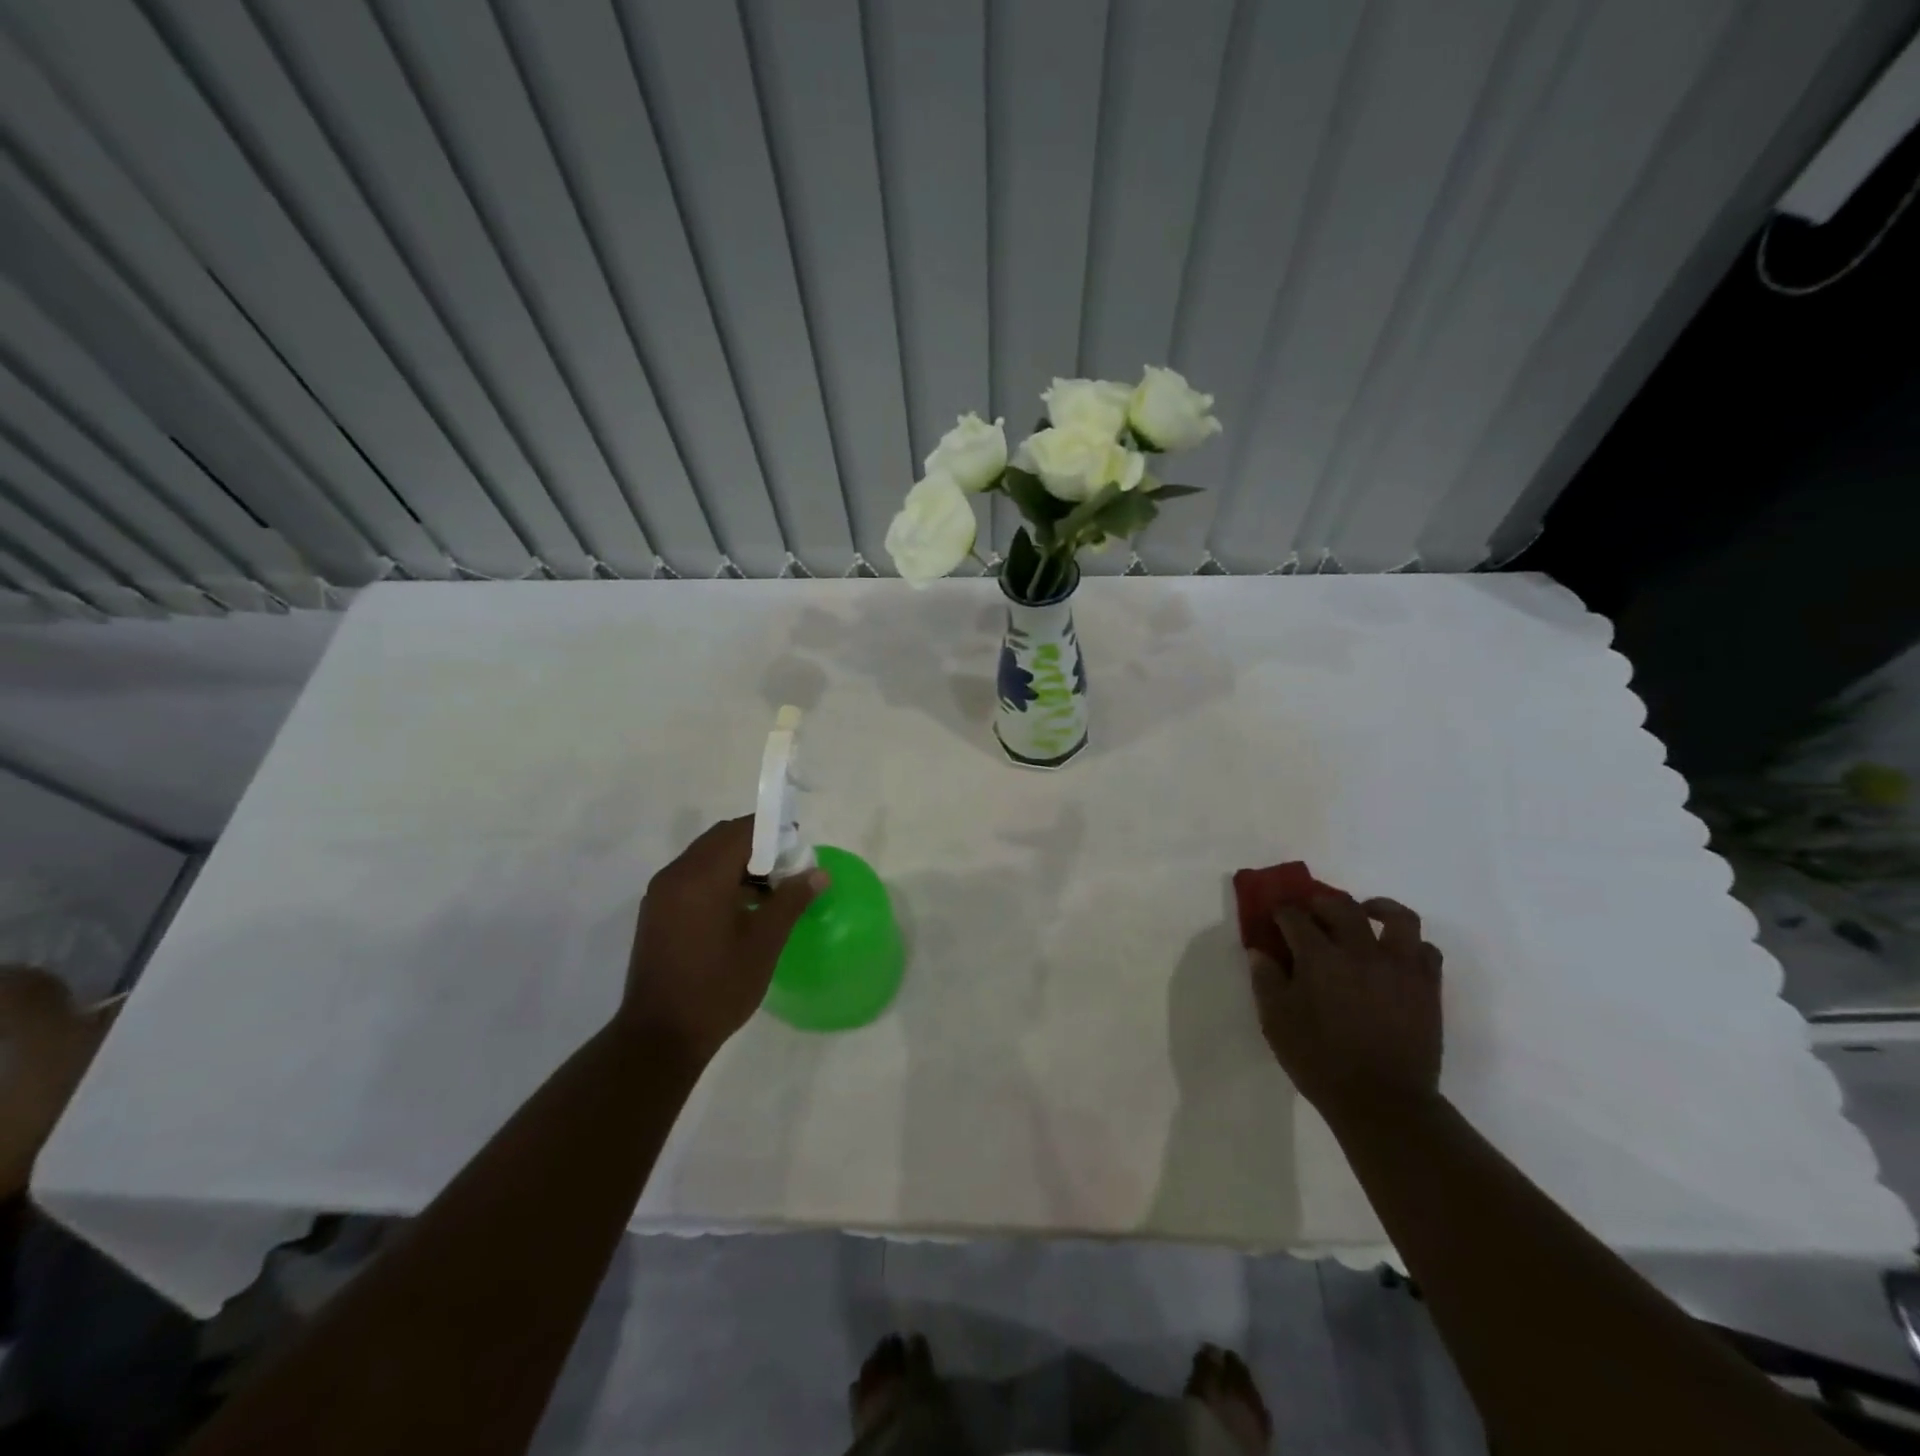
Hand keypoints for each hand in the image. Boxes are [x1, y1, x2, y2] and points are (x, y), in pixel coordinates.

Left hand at [621, 817, 825, 1062]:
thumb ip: (791, 900)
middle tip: (788, 869)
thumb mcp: (764, 943)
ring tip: (769, 892)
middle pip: (721, 839)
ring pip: (705, 857)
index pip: (742, 831)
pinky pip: (691, 878)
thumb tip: (818, 873)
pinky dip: (718, 879)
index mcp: (701, 877)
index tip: (798, 848)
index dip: (773, 831)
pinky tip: (740, 909)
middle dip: (757, 845)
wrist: (660, 1036)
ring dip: (738, 863)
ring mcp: (661, 893)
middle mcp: (675, 875)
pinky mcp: (656, 912)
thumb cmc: (718, 987)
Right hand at [1249, 895, 1442, 1126]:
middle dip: (1321, 903)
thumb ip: (1265, 980)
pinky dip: (1410, 945)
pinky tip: (1395, 955)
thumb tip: (1260, 951)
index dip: (1281, 913)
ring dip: (1378, 908)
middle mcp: (1360, 951)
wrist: (1383, 1102)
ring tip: (1366, 916)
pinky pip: (1426, 950)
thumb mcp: (1276, 1022)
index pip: (1295, 917)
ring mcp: (1399, 967)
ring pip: (1397, 917)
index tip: (1275, 919)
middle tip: (1312, 914)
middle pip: (1342, 907)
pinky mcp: (1427, 987)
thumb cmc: (1320, 1061)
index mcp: (1319, 957)